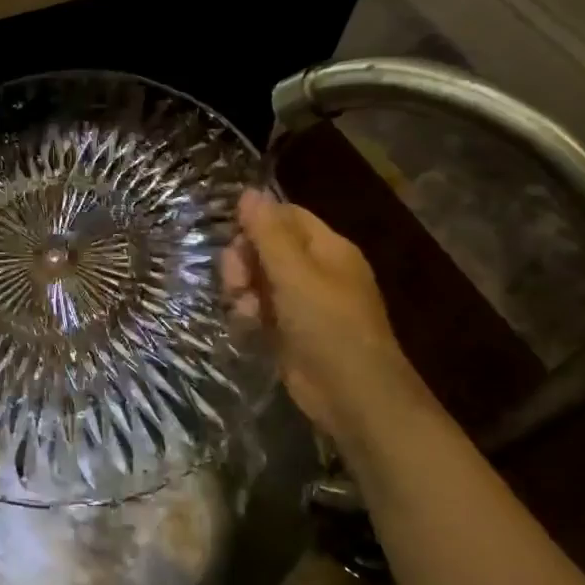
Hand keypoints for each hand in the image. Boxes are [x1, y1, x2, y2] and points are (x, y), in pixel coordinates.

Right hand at [224, 189, 415, 439]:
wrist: (352, 393)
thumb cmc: (328, 325)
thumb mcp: (295, 273)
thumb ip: (268, 233)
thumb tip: (248, 191)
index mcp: (328, 248)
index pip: (286, 216)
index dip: (256, 223)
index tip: (232, 241)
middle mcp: (317, 270)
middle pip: (267, 247)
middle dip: (244, 261)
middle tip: (235, 283)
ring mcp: (304, 302)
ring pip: (260, 279)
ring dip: (243, 290)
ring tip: (243, 310)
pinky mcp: (291, 330)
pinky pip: (261, 309)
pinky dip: (251, 313)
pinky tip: (247, 325)